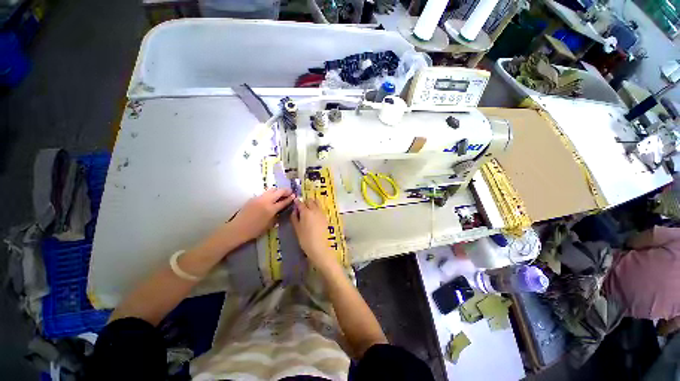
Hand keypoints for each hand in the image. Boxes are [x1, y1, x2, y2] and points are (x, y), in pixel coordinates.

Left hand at [230, 188, 294, 242]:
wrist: (238, 229)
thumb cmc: (255, 230)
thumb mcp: (269, 224)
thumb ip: (276, 215)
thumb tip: (280, 210)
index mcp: (271, 209)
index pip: (283, 201)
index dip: (290, 198)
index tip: (294, 196)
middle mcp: (266, 201)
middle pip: (278, 191)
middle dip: (286, 191)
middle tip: (290, 192)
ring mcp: (259, 198)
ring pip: (271, 190)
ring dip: (278, 191)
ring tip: (281, 194)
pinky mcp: (253, 198)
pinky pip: (264, 193)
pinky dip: (270, 194)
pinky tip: (270, 198)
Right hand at [290, 198, 339, 272]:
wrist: (319, 247)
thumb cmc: (305, 239)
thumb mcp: (297, 229)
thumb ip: (294, 218)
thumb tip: (294, 210)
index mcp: (306, 212)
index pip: (300, 203)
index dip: (297, 202)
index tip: (295, 203)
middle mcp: (314, 210)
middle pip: (310, 200)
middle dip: (305, 202)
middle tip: (301, 208)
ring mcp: (321, 213)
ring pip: (317, 202)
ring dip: (312, 203)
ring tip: (309, 210)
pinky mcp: (325, 217)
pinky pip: (321, 208)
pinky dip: (317, 208)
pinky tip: (314, 215)